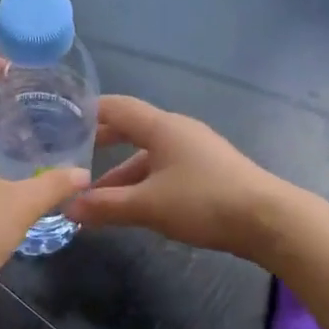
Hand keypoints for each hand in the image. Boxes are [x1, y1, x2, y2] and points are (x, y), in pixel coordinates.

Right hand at [67, 95, 282, 256]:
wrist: (267, 220)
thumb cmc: (202, 201)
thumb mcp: (147, 206)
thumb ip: (105, 206)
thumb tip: (68, 207)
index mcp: (162, 127)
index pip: (117, 108)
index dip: (88, 112)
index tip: (61, 121)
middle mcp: (178, 132)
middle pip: (132, 131)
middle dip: (101, 146)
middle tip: (73, 160)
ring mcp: (195, 151)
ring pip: (148, 157)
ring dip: (121, 175)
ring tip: (97, 200)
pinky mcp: (208, 172)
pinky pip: (164, 171)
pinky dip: (143, 185)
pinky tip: (133, 207)